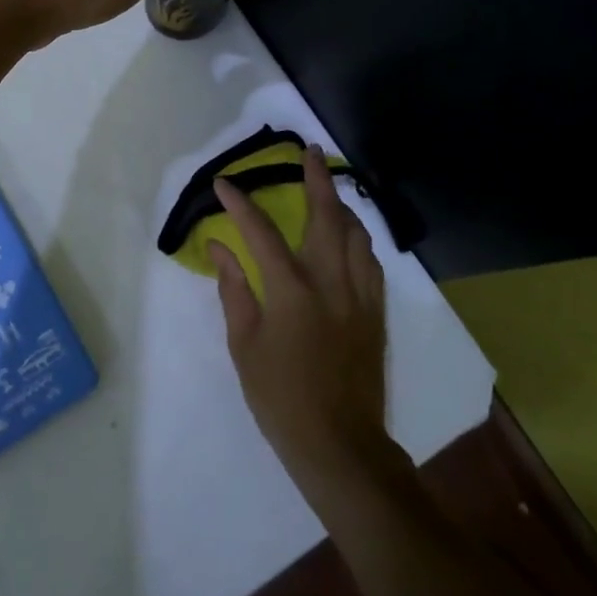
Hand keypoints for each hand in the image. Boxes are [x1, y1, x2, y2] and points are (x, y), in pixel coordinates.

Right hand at [208, 145, 403, 498]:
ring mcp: (360, 296)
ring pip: (357, 235)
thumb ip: (234, 289)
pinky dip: (358, 239)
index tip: (225, 183)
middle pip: (327, 216)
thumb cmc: (280, 397)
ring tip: (330, 191)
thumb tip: (220, 248)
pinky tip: (350, 239)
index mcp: (291, 290)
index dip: (240, 204)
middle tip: (310, 151)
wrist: (339, 444)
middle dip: (317, 178)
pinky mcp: (376, 314)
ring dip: (342, 206)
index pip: (261, 232)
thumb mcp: (244, 344)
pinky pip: (371, 263)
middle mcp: (330, 282)